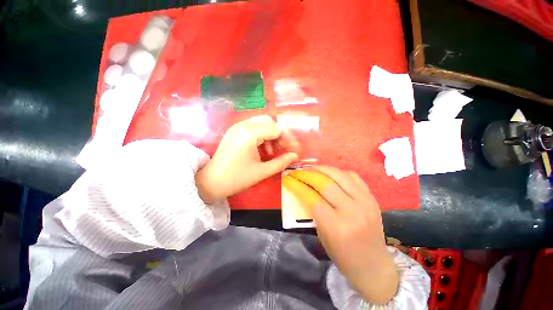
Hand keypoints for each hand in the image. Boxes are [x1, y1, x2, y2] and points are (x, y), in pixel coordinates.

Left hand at [196, 115, 298, 203]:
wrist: (210, 182)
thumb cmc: (236, 179)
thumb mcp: (262, 172)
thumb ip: (281, 162)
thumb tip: (295, 156)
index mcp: (249, 134)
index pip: (276, 128)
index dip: (287, 139)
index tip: (293, 150)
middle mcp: (242, 125)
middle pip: (269, 121)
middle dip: (280, 134)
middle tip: (284, 148)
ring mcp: (237, 127)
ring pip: (261, 122)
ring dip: (271, 134)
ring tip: (273, 150)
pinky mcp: (234, 131)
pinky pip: (253, 127)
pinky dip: (262, 134)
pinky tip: (263, 148)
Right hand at [310, 166, 398, 304]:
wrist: (374, 266)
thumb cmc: (343, 256)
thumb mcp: (322, 235)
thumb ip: (312, 211)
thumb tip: (302, 190)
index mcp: (336, 227)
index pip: (312, 198)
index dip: (298, 186)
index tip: (290, 179)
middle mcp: (351, 212)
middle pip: (325, 184)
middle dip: (308, 174)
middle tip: (299, 171)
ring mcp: (365, 203)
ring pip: (340, 175)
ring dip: (323, 169)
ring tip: (312, 168)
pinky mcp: (372, 198)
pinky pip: (354, 177)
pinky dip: (340, 173)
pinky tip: (332, 174)